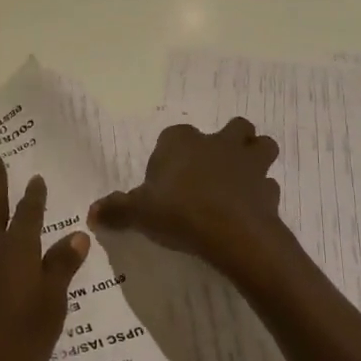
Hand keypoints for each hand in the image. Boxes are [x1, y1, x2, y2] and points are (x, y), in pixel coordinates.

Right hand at [88, 119, 288, 280]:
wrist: (231, 233)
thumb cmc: (179, 211)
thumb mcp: (138, 212)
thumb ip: (116, 210)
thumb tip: (91, 213)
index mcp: (182, 141)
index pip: (175, 135)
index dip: (171, 153)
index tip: (166, 178)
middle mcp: (217, 143)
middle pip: (232, 128)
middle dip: (228, 141)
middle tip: (213, 168)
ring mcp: (248, 163)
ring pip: (261, 146)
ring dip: (254, 158)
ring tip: (240, 182)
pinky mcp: (268, 189)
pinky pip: (268, 186)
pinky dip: (262, 195)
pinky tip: (250, 210)